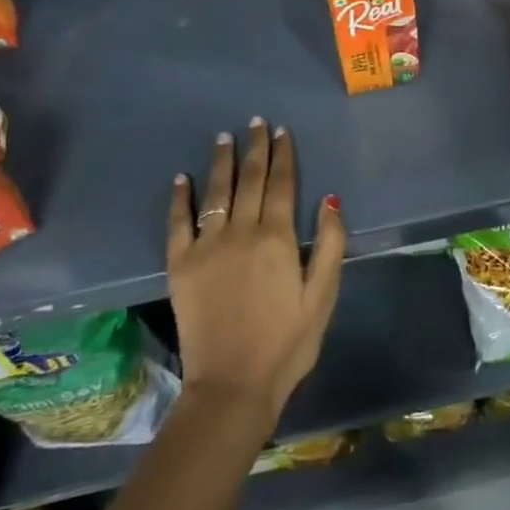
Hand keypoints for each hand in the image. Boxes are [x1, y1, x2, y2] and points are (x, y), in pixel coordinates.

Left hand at [167, 120, 345, 440]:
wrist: (232, 386)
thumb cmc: (288, 343)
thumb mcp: (323, 296)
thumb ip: (330, 245)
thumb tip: (330, 199)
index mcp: (278, 238)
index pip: (282, 184)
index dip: (283, 155)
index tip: (282, 132)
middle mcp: (241, 233)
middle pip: (250, 180)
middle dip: (255, 148)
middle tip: (256, 122)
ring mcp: (207, 247)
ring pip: (216, 193)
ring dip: (221, 162)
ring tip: (224, 137)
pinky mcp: (180, 266)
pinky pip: (178, 223)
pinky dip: (180, 199)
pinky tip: (182, 179)